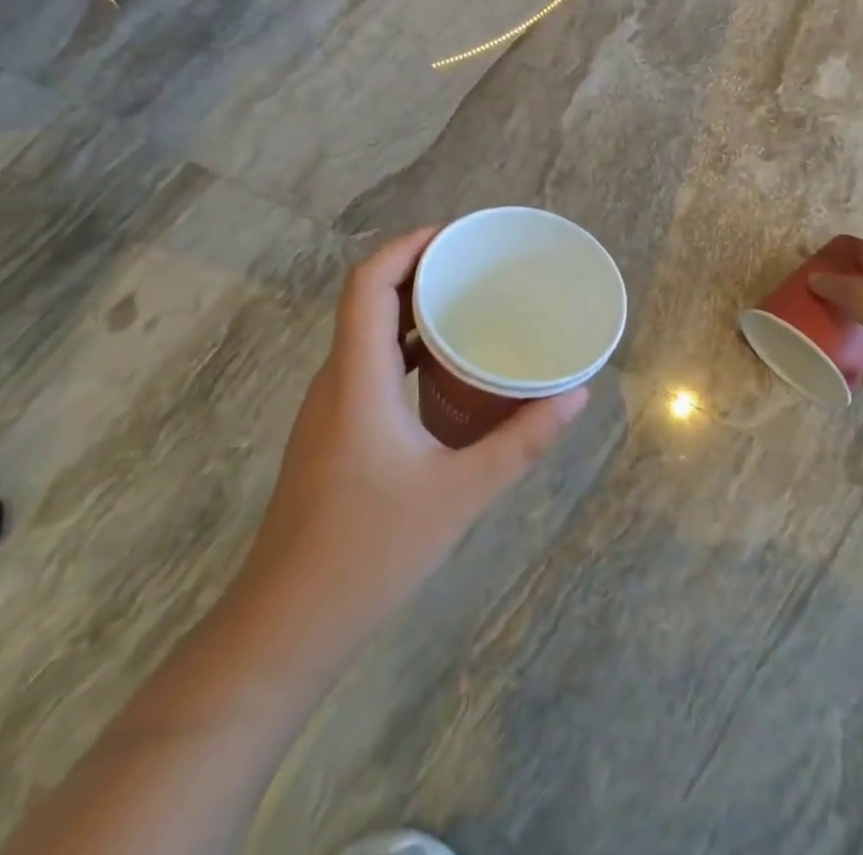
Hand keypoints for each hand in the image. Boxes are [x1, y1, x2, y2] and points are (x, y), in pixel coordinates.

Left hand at [240, 228, 586, 623]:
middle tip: (475, 265)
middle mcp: (336, 381)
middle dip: (417, 269)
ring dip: (410, 308)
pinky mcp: (332, 433)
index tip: (455, 236)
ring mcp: (329, 409)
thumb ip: (522, 441)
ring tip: (467, 304)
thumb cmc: (368, 552)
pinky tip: (444, 370)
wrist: (285, 628)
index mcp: (358, 378)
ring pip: (366, 333)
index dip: (407, 246)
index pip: (368, 284)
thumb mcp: (460, 493)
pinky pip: (368, 365)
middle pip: (367, 299)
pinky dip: (405, 347)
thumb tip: (577, 394)